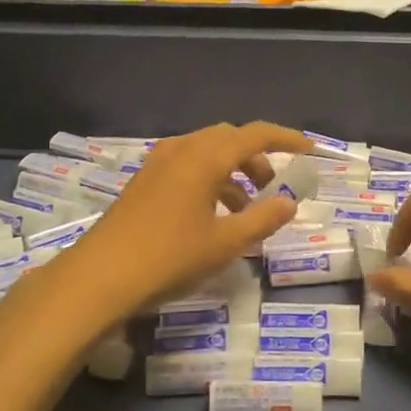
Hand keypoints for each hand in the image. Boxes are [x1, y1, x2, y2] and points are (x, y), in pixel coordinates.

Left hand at [46, 122, 311, 323]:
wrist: (101, 275)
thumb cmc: (169, 257)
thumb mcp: (225, 244)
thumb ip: (263, 220)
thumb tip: (290, 202)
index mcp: (205, 157)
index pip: (255, 134)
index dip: (286, 139)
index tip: (309, 151)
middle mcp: (182, 149)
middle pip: (229, 139)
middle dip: (257, 158)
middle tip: (274, 187)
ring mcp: (159, 162)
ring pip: (207, 152)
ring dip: (232, 171)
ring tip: (246, 208)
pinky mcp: (145, 180)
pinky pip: (187, 165)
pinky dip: (209, 179)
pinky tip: (212, 214)